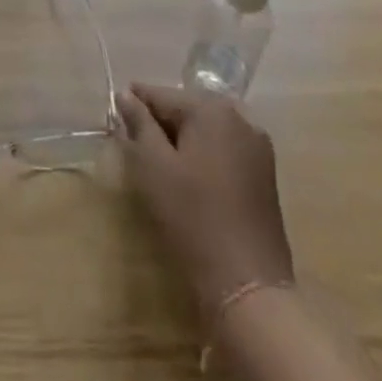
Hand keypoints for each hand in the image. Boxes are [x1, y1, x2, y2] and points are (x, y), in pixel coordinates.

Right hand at [116, 82, 294, 312]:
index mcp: (212, 109)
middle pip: (188, 108)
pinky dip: (204, 154)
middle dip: (161, 122)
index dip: (136, 103)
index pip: (162, 94)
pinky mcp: (265, 174)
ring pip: (207, 129)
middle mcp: (240, 118)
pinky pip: (225, 149)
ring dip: (183, 139)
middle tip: (135, 142)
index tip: (116, 113)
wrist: (248, 285)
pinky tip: (189, 177)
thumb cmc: (193, 218)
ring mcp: (257, 146)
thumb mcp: (154, 166)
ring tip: (160, 161)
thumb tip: (126, 94)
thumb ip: (139, 124)